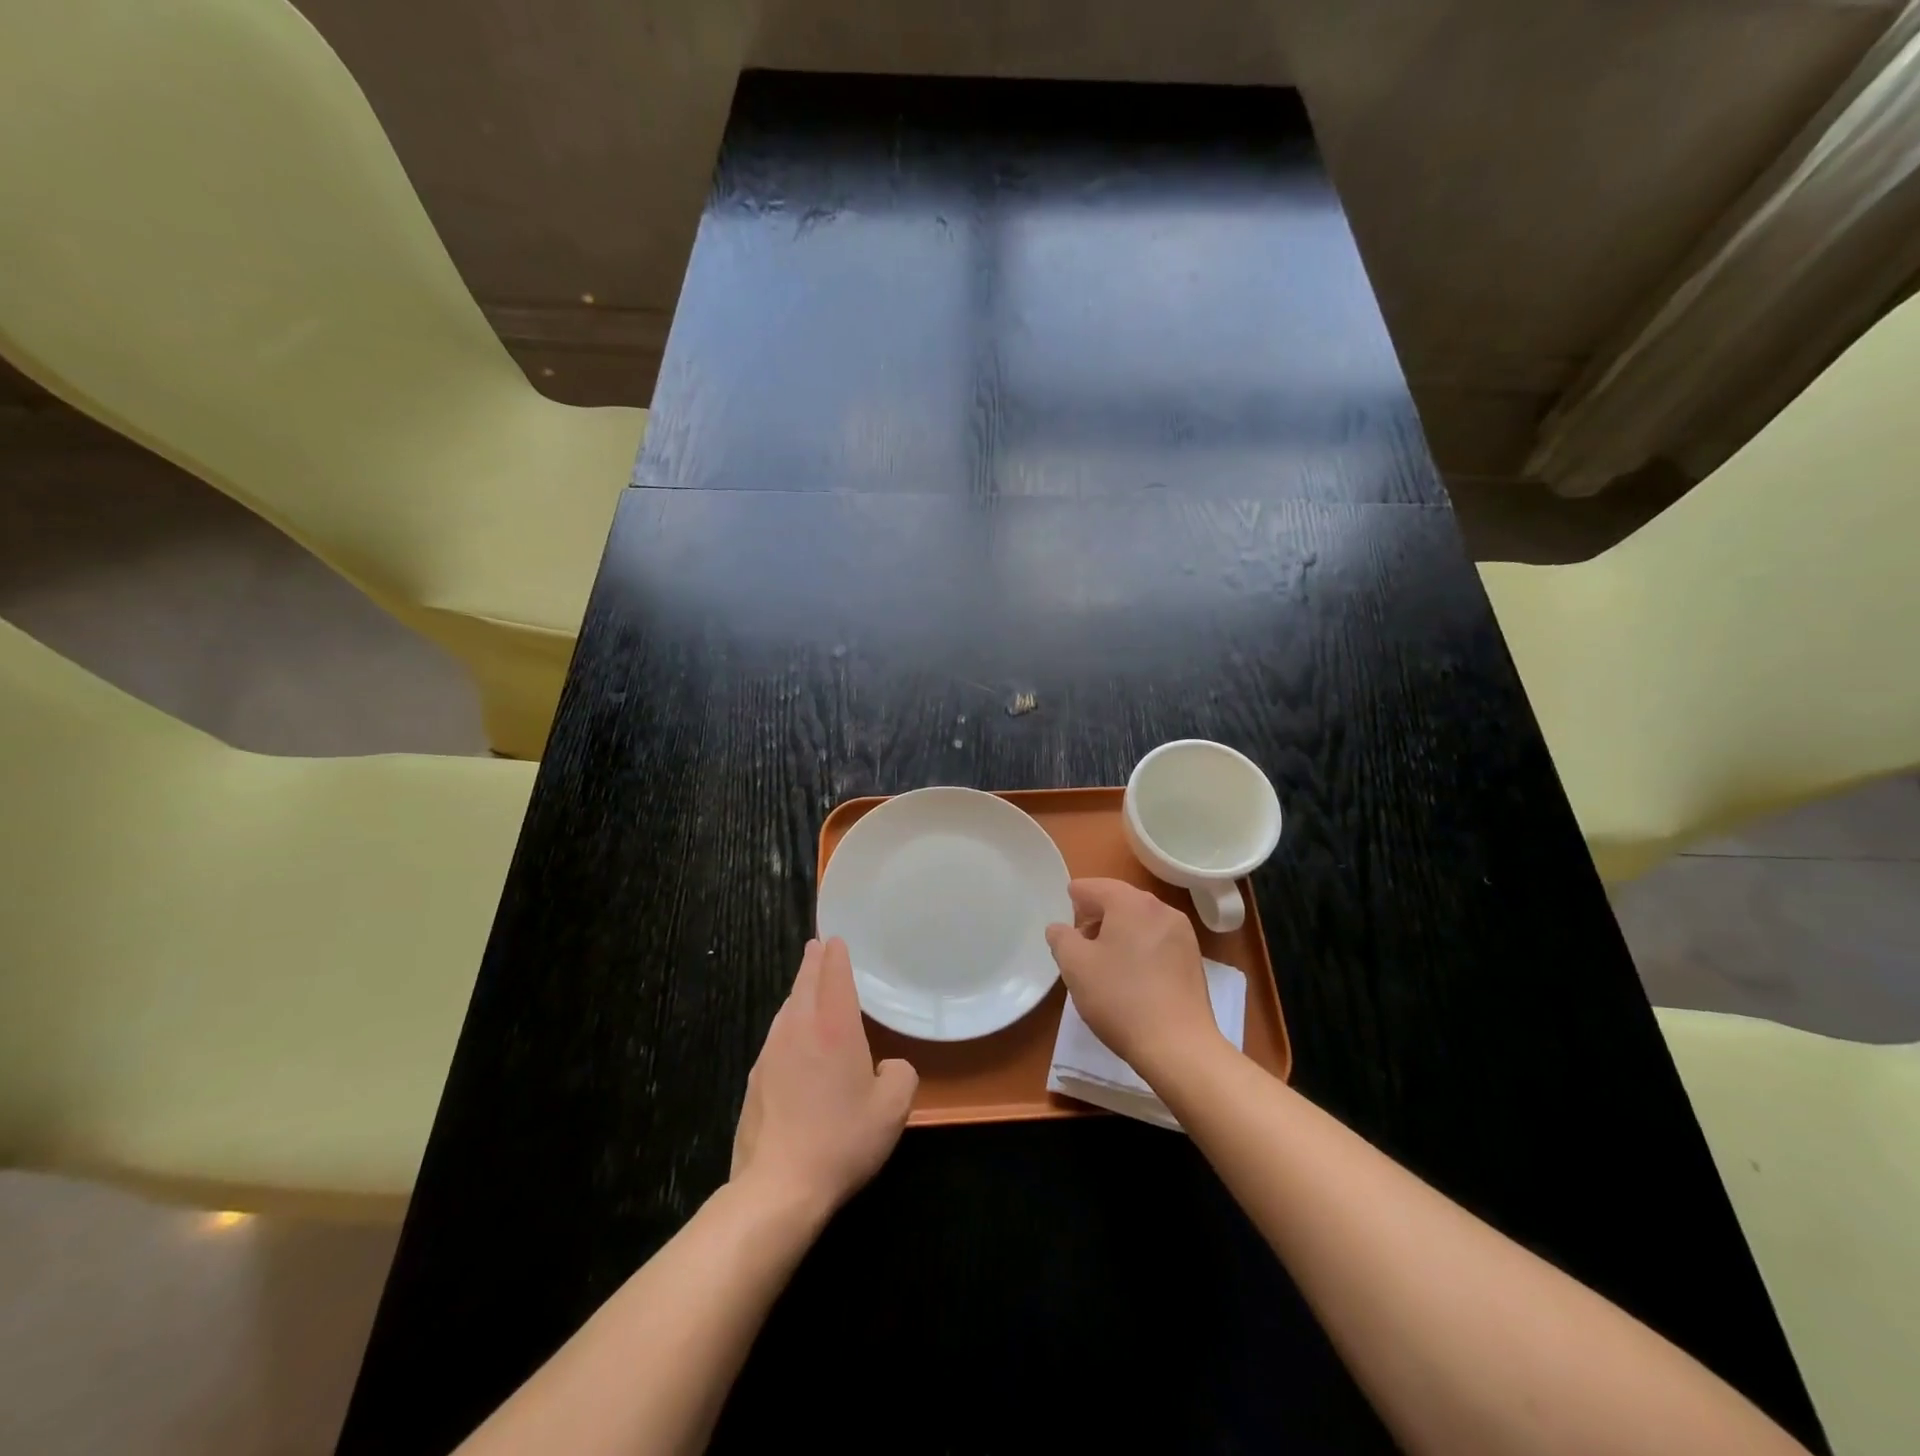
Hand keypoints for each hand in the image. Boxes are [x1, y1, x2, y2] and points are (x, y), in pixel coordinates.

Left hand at [730, 937, 917, 1219]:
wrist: (778, 1187)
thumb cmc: (842, 1139)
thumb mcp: (893, 1108)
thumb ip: (901, 1074)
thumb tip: (888, 1066)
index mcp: (834, 1026)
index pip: (833, 975)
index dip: (835, 954)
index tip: (834, 939)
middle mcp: (798, 1029)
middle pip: (804, 984)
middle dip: (812, 963)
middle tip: (817, 946)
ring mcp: (771, 1053)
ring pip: (787, 1010)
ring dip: (798, 993)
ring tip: (807, 987)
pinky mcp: (755, 1080)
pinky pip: (777, 1038)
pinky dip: (788, 1026)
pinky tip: (794, 1042)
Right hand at [1045, 878, 1225, 1081]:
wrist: (1178, 1046)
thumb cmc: (1120, 998)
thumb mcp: (1075, 966)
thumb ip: (1061, 938)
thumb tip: (1060, 928)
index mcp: (1131, 902)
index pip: (1094, 887)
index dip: (1074, 899)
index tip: (1063, 918)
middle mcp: (1161, 908)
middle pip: (1120, 900)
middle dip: (1096, 916)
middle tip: (1078, 942)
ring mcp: (1183, 934)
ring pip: (1140, 921)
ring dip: (1118, 931)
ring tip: (1103, 961)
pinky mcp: (1193, 959)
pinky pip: (1157, 940)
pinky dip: (1139, 947)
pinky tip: (1130, 975)